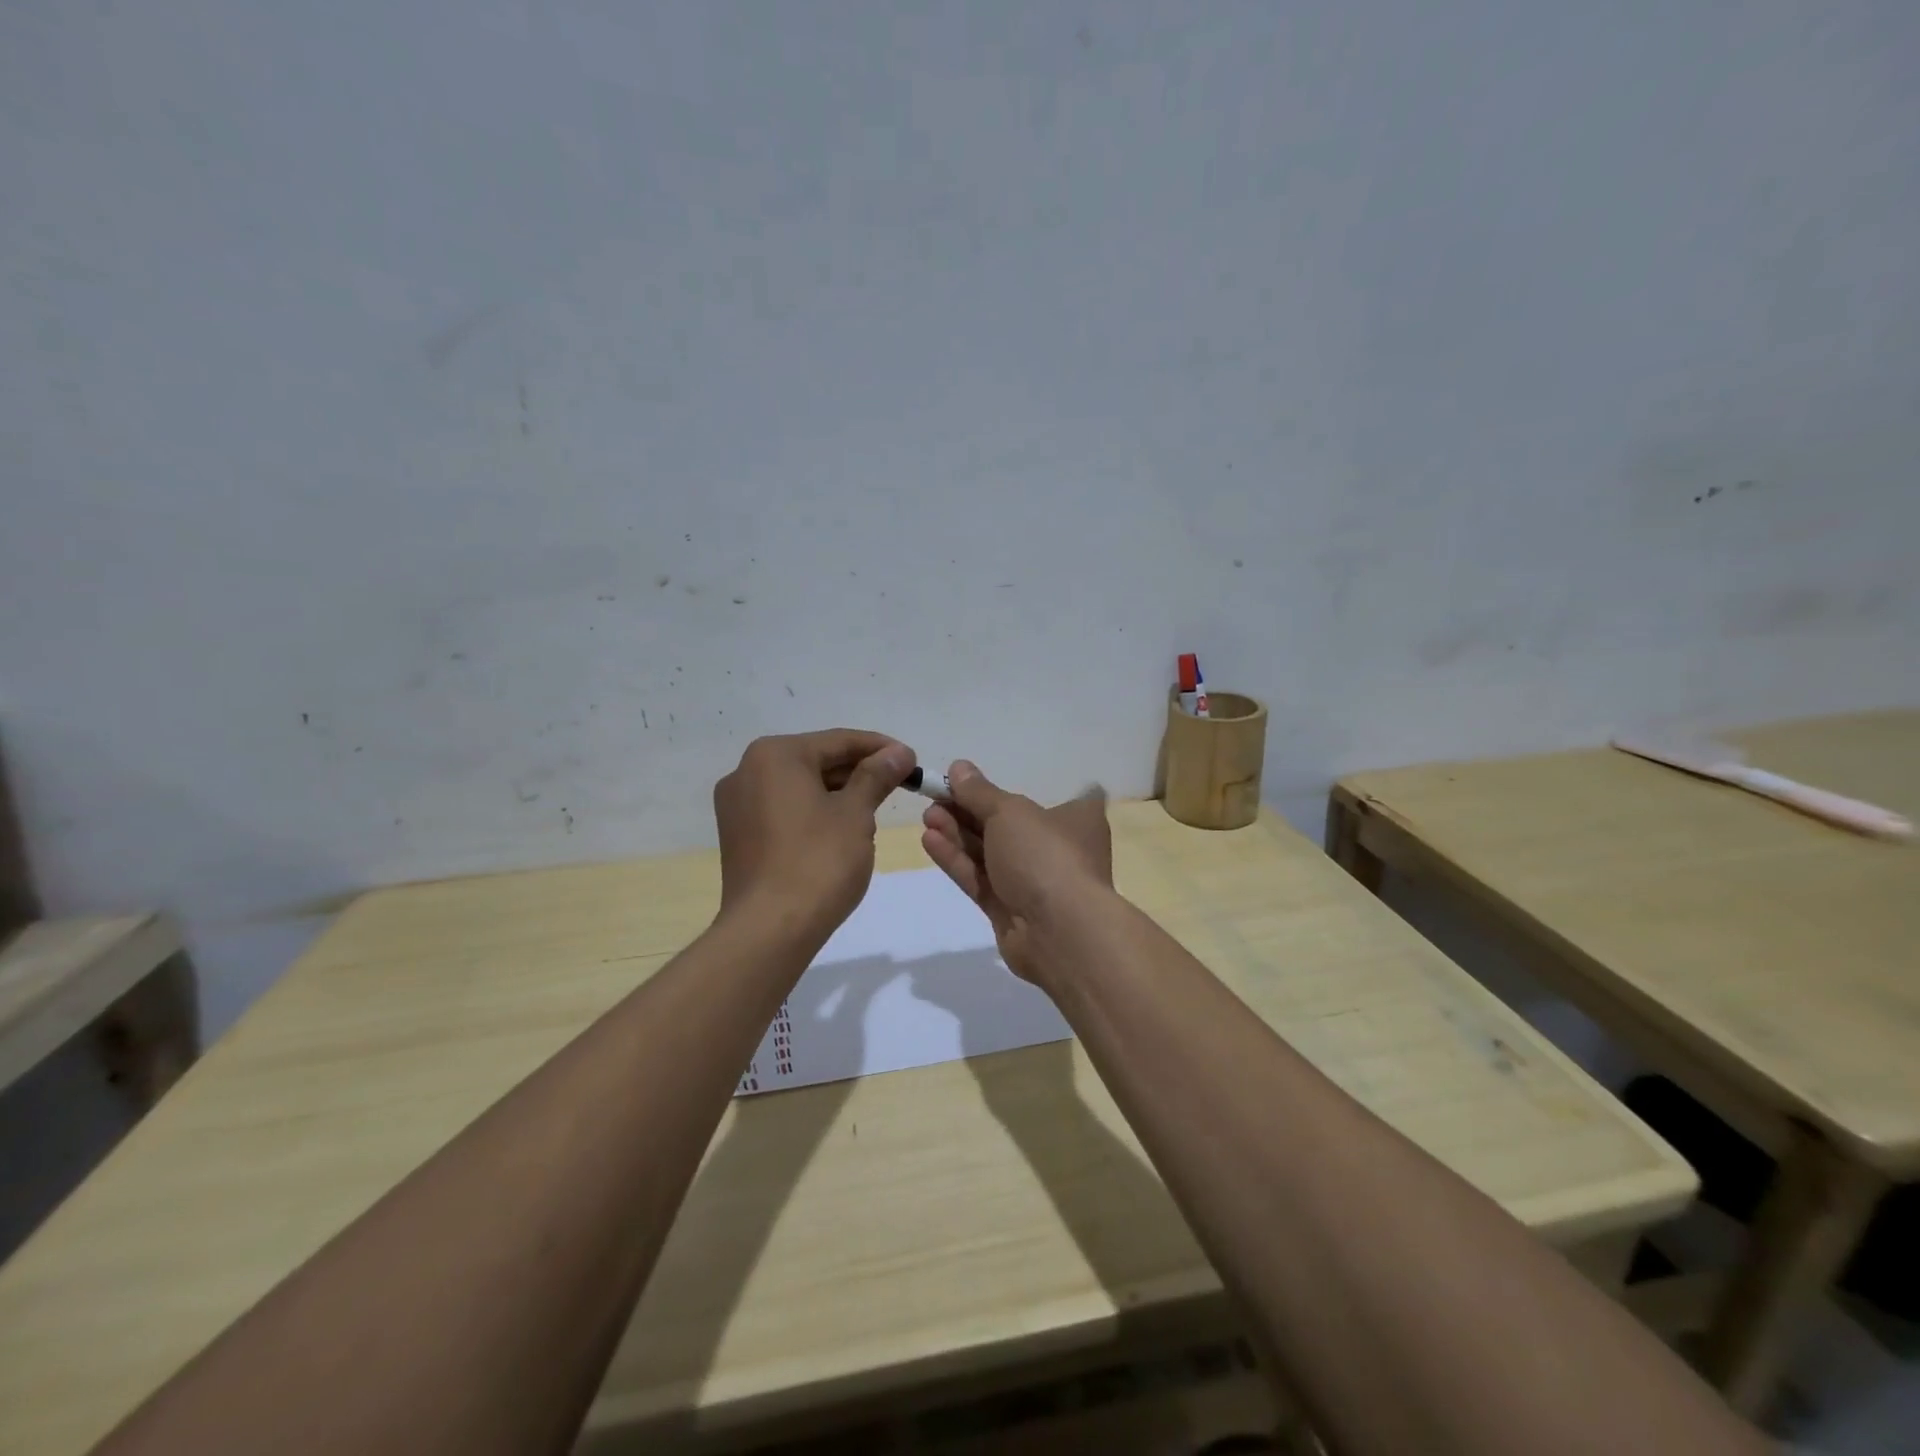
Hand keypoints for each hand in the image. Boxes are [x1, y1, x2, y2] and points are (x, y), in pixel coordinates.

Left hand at [714, 729, 914, 939]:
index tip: (913, 761)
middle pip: (817, 761)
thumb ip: (876, 776)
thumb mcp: (856, 814)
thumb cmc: (818, 862)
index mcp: (775, 755)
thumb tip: (899, 752)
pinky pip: (784, 810)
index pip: (839, 741)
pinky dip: (814, 813)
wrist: (769, 930)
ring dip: (838, 793)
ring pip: (800, 787)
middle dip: (859, 773)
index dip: (881, 749)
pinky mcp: (737, 835)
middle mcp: (747, 771)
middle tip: (899, 786)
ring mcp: (737, 805)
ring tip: (874, 811)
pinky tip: (841, 831)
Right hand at [920, 760, 1113, 982]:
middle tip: (934, 798)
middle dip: (968, 812)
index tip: (967, 782)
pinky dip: (957, 860)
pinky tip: (929, 840)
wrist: (1060, 932)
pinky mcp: (1009, 909)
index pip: (1043, 797)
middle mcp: (1056, 849)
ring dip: (958, 834)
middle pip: (1006, 825)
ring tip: (926, 816)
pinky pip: (980, 879)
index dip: (1005, 791)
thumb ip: (980, 792)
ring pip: (989, 853)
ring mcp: (1032, 882)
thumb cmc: (1045, 855)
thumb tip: (959, 767)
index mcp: (1074, 819)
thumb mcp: (1010, 812)